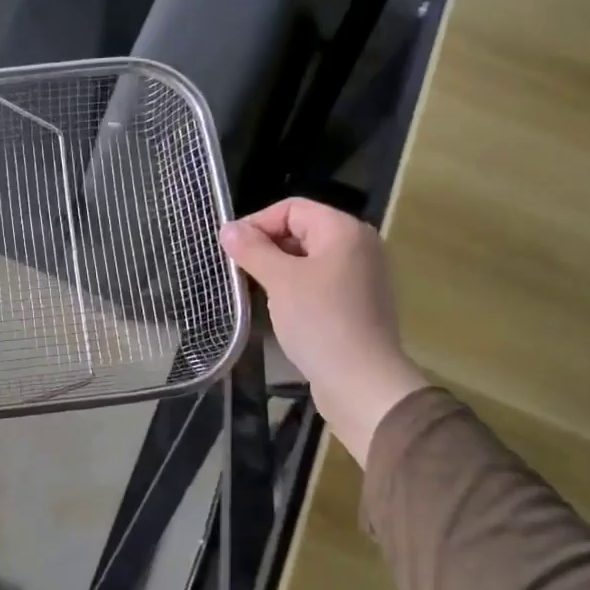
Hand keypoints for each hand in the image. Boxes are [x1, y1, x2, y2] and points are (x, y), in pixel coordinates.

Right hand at [220, 198, 426, 463]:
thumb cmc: (320, 321)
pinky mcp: (357, 303)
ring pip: (308, 258)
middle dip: (266, 245)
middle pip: (302, 230)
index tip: (230, 249)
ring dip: (277, 268)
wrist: (361, 381)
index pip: (292, 208)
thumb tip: (228, 229)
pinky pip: (319, 281)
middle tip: (237, 269)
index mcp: (343, 230)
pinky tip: (277, 307)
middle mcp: (358, 245)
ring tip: (252, 288)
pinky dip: (295, 287)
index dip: (257, 222)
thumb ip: (252, 250)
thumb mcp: (280, 280)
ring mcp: (360, 276)